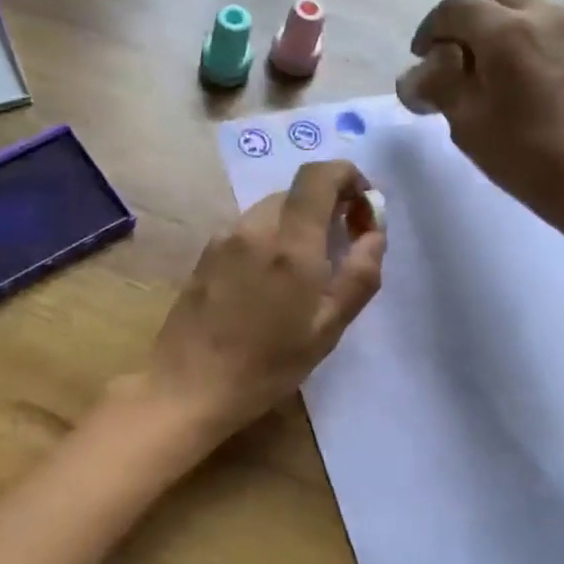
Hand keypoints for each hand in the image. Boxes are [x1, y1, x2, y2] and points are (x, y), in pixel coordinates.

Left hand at [136, 160, 384, 439]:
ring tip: (301, 276)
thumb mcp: (327, 329)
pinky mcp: (203, 256)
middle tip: (338, 250)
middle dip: (324, 209)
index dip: (347, 176)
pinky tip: (264, 288)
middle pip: (295, 194)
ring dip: (293, 228)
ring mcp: (222, 240)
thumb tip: (375, 232)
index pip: (318, 176)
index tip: (362, 205)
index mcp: (290, 243)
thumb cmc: (266, 366)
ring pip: (269, 214)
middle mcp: (253, 228)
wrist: (188, 387)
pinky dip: (266, 243)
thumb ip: (359, 274)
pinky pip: (245, 234)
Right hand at [397, 0, 563, 246]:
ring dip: (494, 26)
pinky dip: (520, 36)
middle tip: (451, 59)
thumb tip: (418, 72)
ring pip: (520, 5)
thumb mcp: (465, 122)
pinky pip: (544, 24)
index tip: (421, 58)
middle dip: (464, 20)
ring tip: (483, 70)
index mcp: (506, 31)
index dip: (430, 29)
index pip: (454, 7)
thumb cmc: (522, 153)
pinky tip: (514, 77)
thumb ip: (438, 84)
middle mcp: (542, 13)